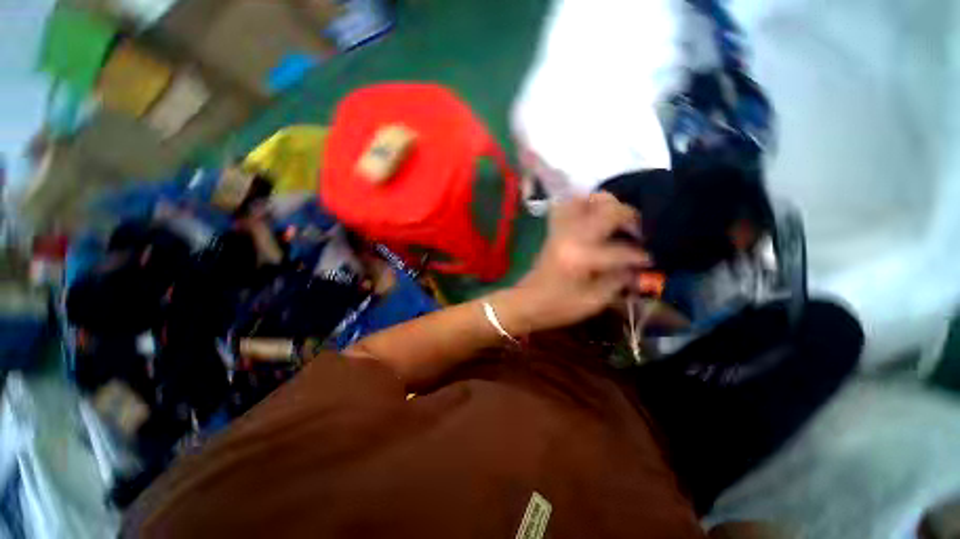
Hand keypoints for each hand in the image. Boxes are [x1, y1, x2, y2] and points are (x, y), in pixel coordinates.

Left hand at [494, 192, 649, 334]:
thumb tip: (636, 266)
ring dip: (605, 204)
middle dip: (629, 217)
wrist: (528, 302)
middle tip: (637, 231)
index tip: (649, 259)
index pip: (621, 249)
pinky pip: (567, 206)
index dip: (640, 255)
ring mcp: (560, 230)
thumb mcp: (594, 301)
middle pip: (607, 210)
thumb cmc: (559, 306)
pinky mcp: (553, 230)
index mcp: (583, 257)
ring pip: (585, 199)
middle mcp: (572, 236)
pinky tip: (593, 216)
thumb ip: (619, 280)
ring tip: (616, 219)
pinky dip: (583, 205)